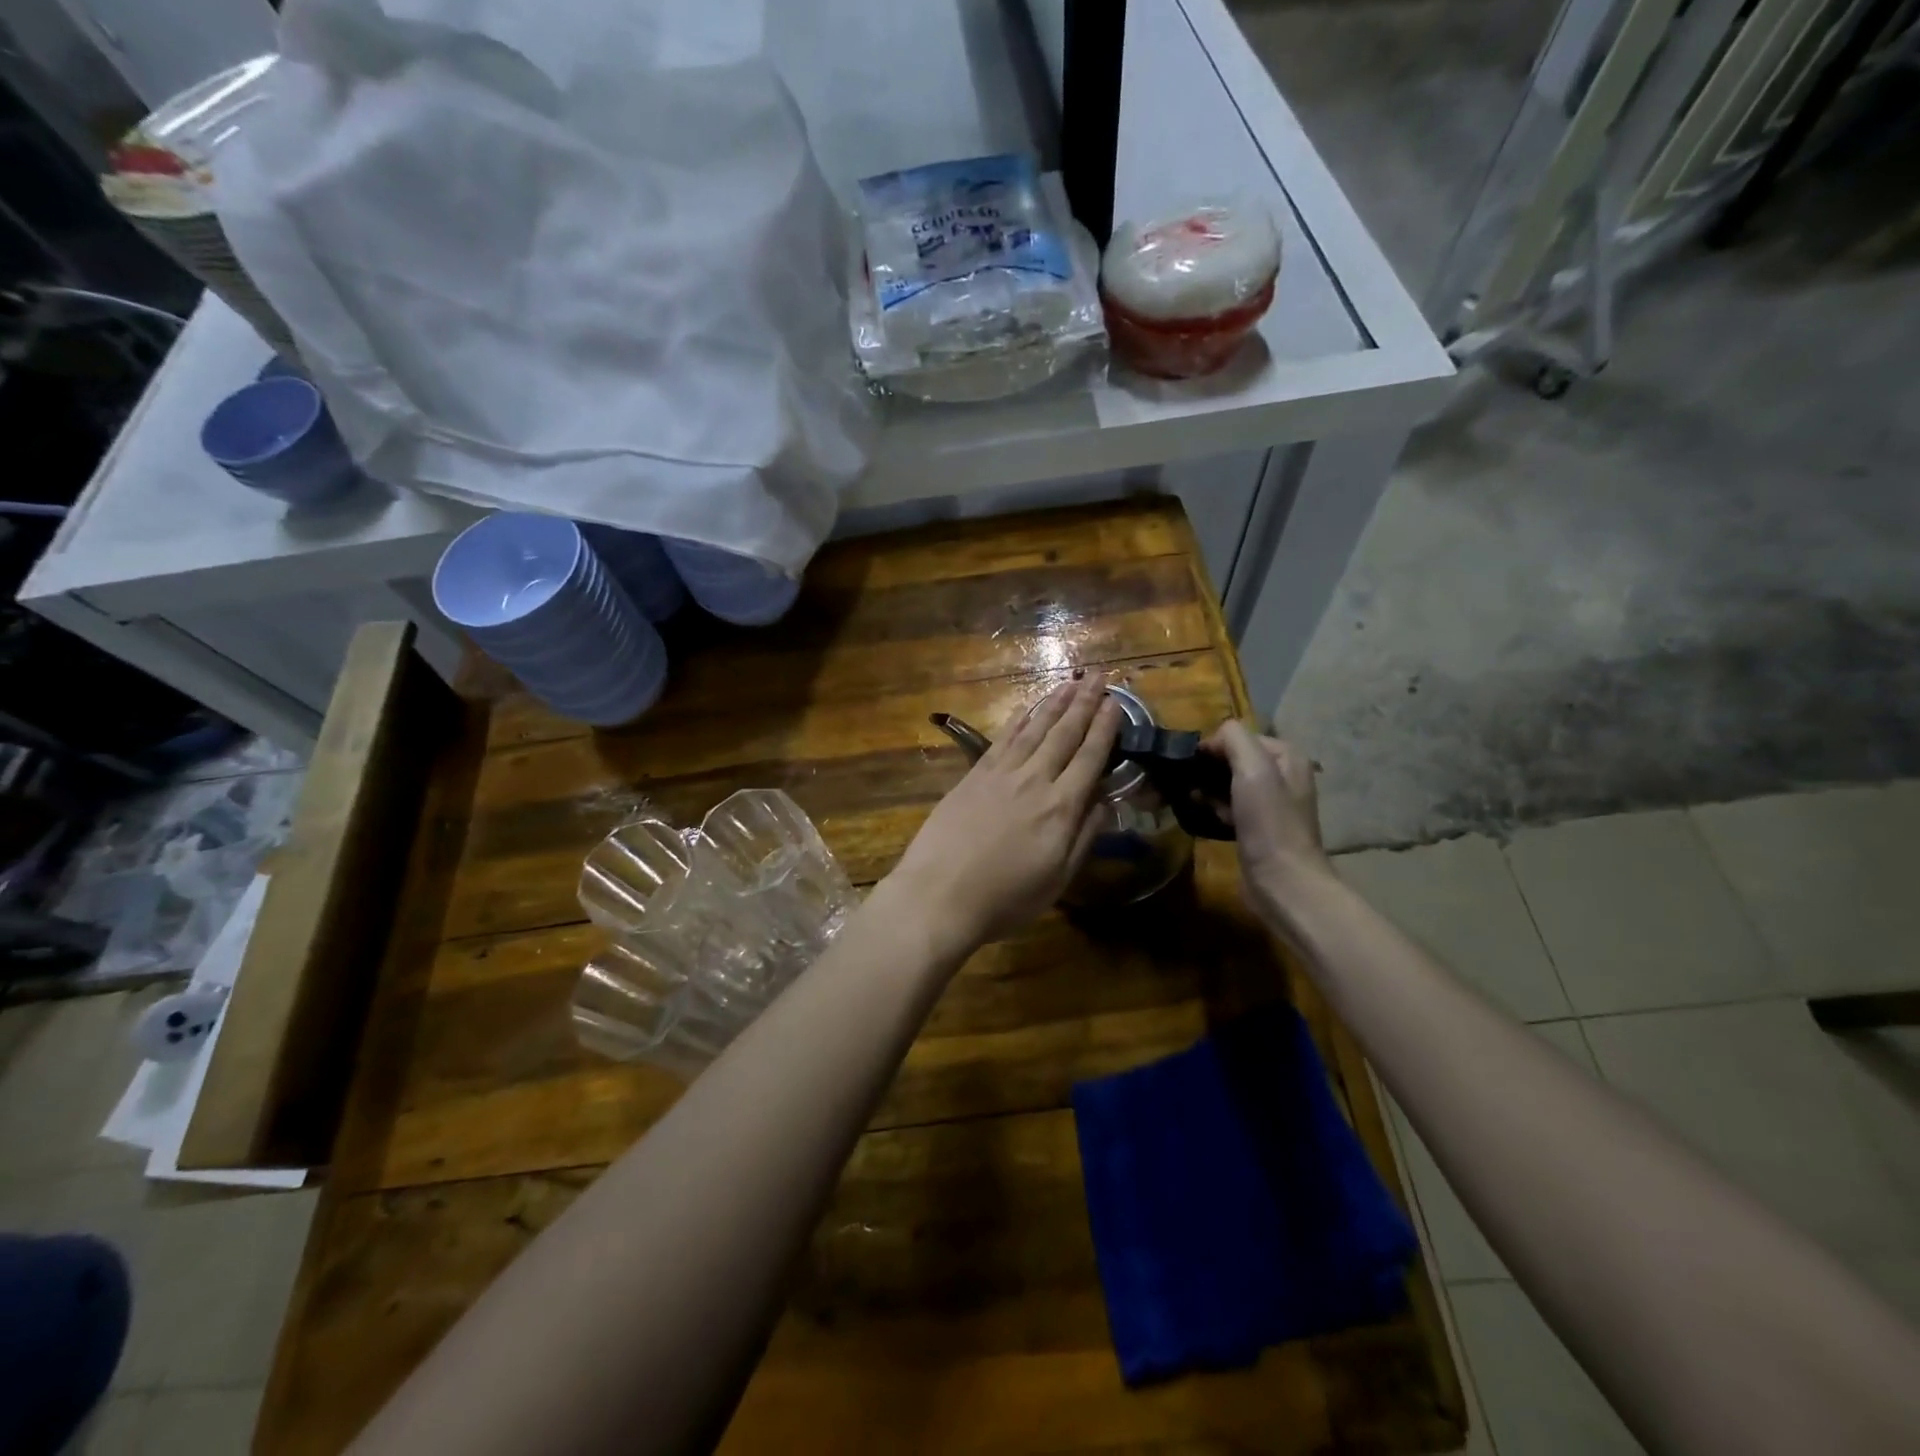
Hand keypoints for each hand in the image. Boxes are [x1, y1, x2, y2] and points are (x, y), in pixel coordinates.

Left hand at [889, 675, 1123, 949]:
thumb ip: (1084, 836)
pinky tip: (1028, 708)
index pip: (1090, 757)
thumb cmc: (1005, 898)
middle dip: (1085, 703)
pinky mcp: (973, 775)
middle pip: (1064, 734)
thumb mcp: (1058, 879)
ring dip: (1055, 704)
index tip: (1116, 703)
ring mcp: (1000, 774)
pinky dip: (1018, 719)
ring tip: (1071, 683)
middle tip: (1099, 676)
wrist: (939, 895)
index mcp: (1061, 807)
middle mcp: (1034, 780)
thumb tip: (1104, 802)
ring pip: (1034, 729)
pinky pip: (1002, 739)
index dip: (1105, 728)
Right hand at [1201, 721, 1335, 924]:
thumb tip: (1212, 738)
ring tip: (1189, 799)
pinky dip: (1214, 807)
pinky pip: (1229, 806)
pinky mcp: (1257, 827)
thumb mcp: (1254, 769)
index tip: (1189, 764)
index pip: (1239, 736)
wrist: (1282, 881)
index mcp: (1286, 756)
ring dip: (1207, 788)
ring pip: (1228, 783)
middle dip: (1208, 768)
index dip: (1213, 746)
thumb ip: (1234, 740)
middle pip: (1233, 759)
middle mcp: (1282, 775)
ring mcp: (1270, 803)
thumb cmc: (1269, 823)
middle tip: (1185, 782)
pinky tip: (1202, 816)